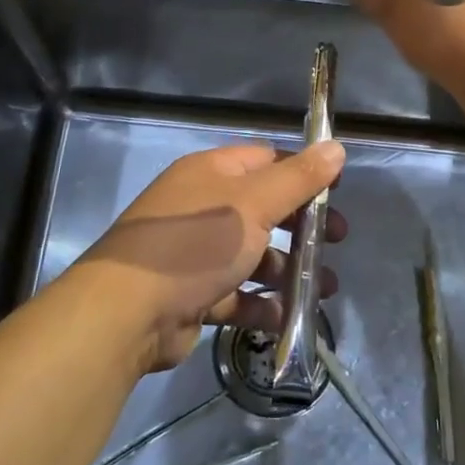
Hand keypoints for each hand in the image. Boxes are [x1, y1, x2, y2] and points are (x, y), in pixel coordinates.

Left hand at [70, 141, 347, 372]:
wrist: (127, 312)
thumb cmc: (195, 244)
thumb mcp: (253, 204)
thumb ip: (298, 179)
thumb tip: (336, 147)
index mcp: (211, 173)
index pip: (266, 160)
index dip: (303, 173)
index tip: (337, 193)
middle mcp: (202, 206)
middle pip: (263, 209)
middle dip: (302, 227)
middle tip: (336, 241)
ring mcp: (195, 252)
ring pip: (252, 255)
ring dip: (288, 270)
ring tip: (325, 288)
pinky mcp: (192, 294)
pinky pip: (237, 294)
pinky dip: (263, 304)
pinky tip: (290, 317)